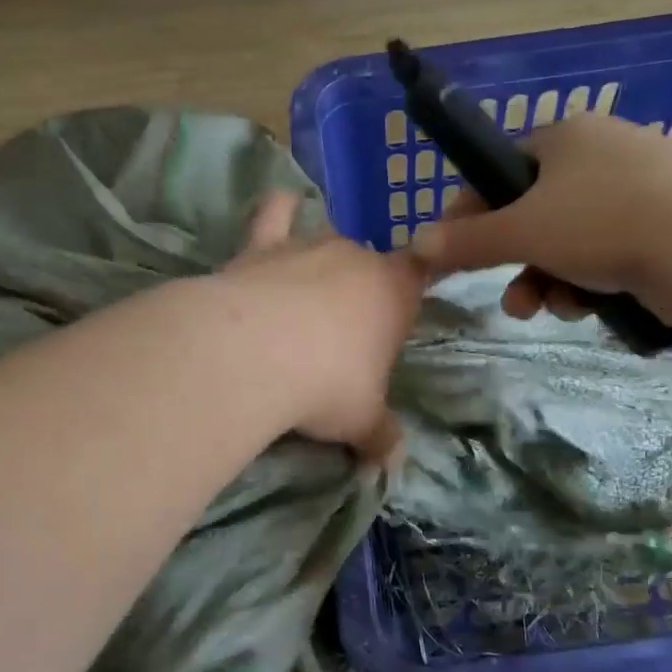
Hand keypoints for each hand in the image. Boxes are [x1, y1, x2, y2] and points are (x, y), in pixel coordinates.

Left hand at [222, 191, 425, 464]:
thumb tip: (394, 463)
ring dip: (321, 264)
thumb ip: (381, 437)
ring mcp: (308, 245)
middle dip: (360, 292)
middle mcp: (356, 258)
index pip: (419, 275)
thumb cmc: (326, 386)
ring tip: (306, 299)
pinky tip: (281, 208)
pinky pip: (275, 213)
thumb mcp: (361, 422)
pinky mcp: (261, 245)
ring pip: (325, 240)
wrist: (253, 355)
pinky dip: (279, 210)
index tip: (402, 314)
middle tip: (341, 338)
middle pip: (368, 264)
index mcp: (394, 292)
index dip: (412, 290)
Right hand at [405, 112, 671, 321]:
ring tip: (561, 310)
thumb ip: (467, 241)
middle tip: (516, 303)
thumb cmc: (602, 223)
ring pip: (578, 239)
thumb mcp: (522, 233)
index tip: (456, 252)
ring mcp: (650, 184)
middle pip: (540, 213)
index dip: (473, 214)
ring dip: (556, 280)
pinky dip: (598, 280)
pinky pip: (617, 250)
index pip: (503, 171)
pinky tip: (598, 307)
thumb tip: (416, 244)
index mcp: (567, 136)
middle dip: (520, 264)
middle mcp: (607, 150)